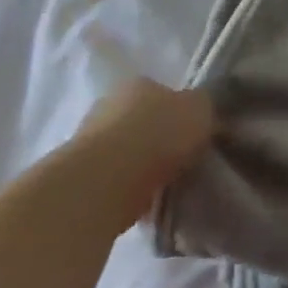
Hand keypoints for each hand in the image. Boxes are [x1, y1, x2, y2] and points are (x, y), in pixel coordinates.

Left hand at [74, 79, 215, 224]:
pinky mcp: (80, 181)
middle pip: (142, 122)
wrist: (104, 184)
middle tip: (185, 158)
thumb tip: (206, 112)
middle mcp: (108, 106)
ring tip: (170, 185)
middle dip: (160, 139)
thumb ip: (206, 107)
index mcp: (137, 84)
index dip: (181, 111)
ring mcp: (89, 144)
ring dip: (144, 168)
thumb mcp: (201, 108)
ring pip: (128, 154)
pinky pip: (117, 183)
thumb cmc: (156, 133)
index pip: (162, 92)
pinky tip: (150, 204)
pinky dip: (131, 192)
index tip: (196, 131)